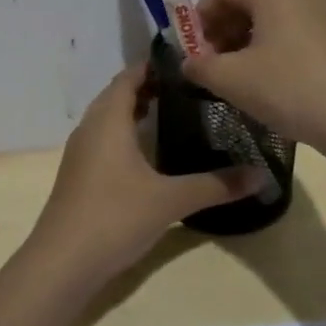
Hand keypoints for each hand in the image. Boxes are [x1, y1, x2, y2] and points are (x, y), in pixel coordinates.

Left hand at [29, 66, 268, 276]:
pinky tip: (150, 154)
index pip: (129, 76)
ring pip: (109, 119)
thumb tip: (262, 175)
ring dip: (136, 112)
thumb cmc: (114, 216)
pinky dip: (127, 135)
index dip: (154, 66)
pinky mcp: (79, 176)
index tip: (187, 63)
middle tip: (190, 88)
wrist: (62, 263)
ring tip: (175, 114)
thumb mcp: (170, 200)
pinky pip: (105, 141)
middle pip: (118, 95)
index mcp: (108, 120)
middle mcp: (90, 128)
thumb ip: (216, 185)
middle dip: (150, 88)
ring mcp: (81, 153)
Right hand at [182, 0, 325, 159]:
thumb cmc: (291, 90)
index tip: (193, 50)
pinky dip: (274, 48)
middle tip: (212, 65)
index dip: (199, 16)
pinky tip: (271, 82)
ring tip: (239, 77)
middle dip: (223, 29)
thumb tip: (190, 63)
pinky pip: (295, 31)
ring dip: (247, 41)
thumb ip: (200, 66)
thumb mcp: (232, 80)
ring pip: (273, 17)